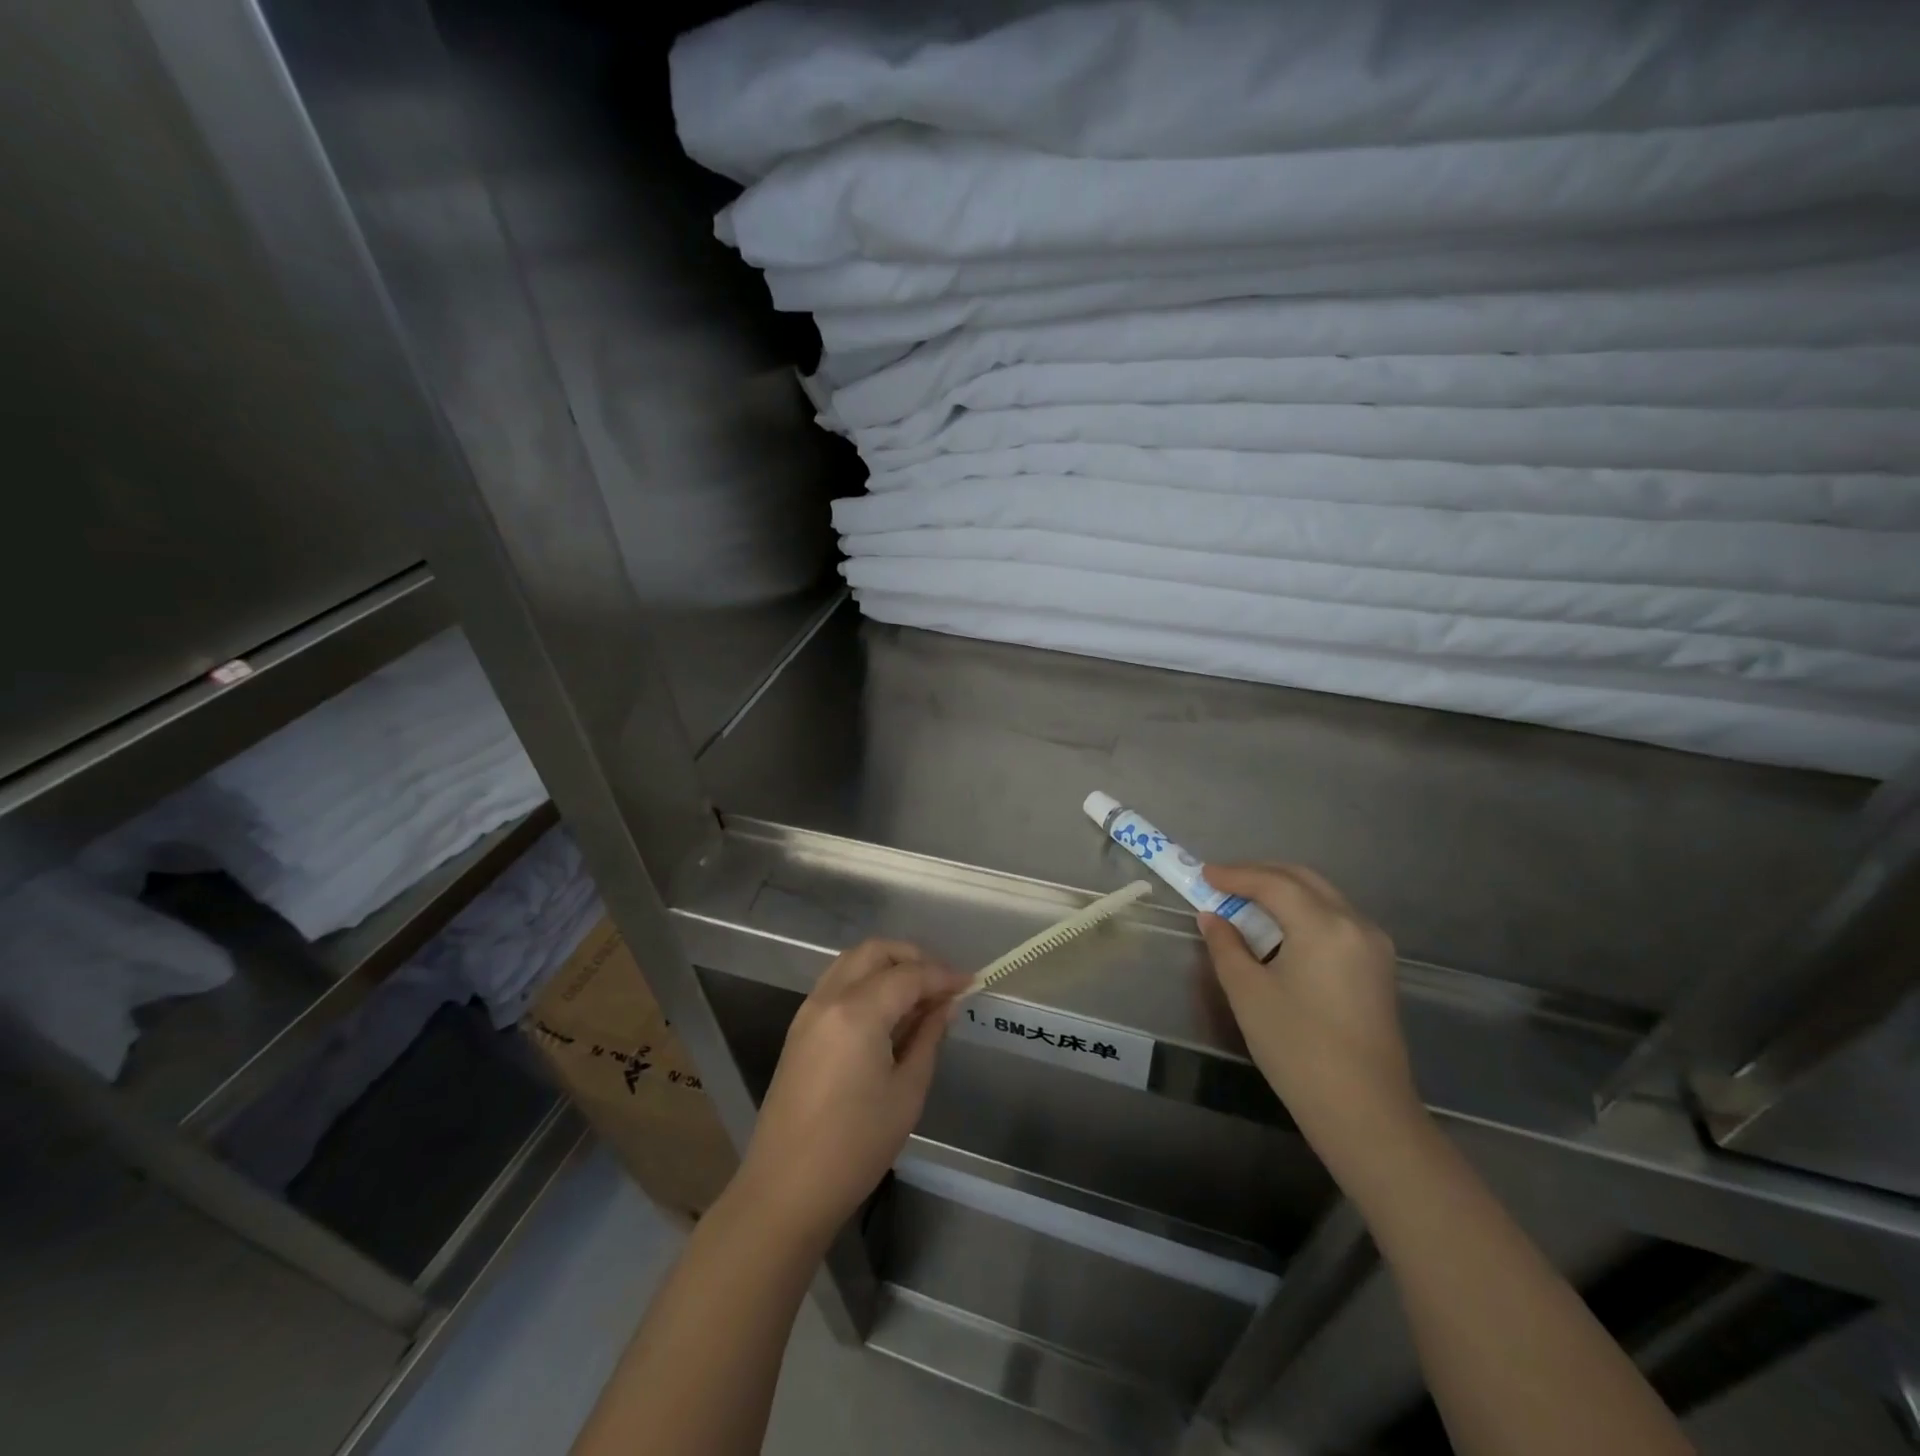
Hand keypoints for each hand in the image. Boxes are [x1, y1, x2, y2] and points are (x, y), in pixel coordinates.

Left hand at [735, 939, 969, 1246]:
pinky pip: (838, 984)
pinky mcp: (800, 1029)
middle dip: (913, 957)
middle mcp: (829, 998)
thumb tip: (946, 1005)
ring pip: (852, 962)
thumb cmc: (855, 1147)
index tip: (972, 982)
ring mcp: (809, 1011)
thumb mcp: (907, 1092)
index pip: (909, 975)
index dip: (944, 975)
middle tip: (943, 983)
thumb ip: (928, 1038)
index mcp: (858, 1012)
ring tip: (919, 995)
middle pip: (875, 952)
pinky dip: (866, 982)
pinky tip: (888, 1011)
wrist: (786, 1189)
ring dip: (888, 965)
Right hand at [1197, 863, 1421, 1156]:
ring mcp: (1373, 946)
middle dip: (1260, 876)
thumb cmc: (1297, 1048)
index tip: (1203, 874)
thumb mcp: (1248, 993)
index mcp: (1325, 926)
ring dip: (1282, 892)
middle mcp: (1356, 924)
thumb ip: (1226, 946)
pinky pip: (1335, 919)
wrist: (1363, 1112)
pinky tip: (1278, 930)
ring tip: (1244, 903)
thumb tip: (1212, 917)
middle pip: (1303, 880)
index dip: (1235, 875)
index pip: (1274, 883)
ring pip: (1322, 897)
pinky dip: (1302, 913)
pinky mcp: (1377, 967)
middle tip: (1222, 883)